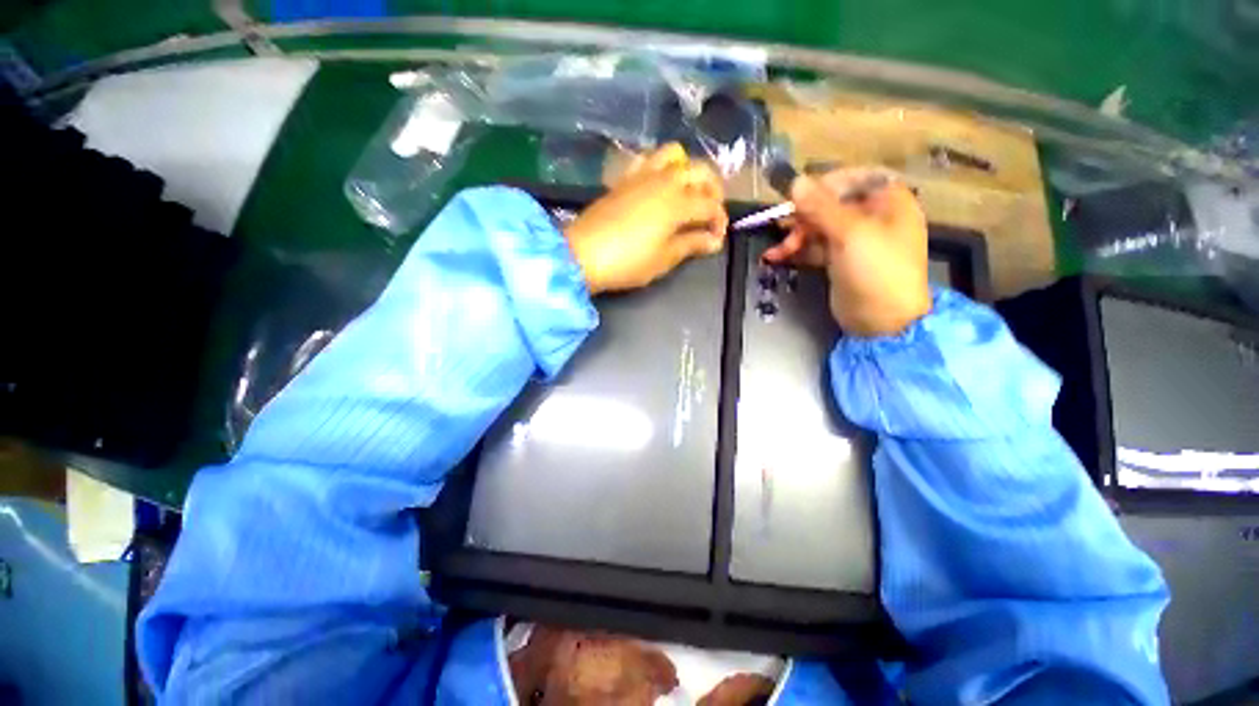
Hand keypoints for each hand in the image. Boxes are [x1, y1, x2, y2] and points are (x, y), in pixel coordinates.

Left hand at [565, 143, 727, 293]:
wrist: (583, 254)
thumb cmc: (628, 262)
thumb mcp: (664, 258)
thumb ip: (692, 244)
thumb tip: (714, 240)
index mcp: (678, 203)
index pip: (710, 205)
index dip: (719, 220)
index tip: (716, 238)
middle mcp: (664, 180)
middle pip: (700, 170)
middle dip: (713, 189)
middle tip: (710, 211)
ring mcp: (642, 175)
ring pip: (675, 155)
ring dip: (688, 170)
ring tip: (687, 192)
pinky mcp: (624, 178)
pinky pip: (647, 159)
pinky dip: (660, 166)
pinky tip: (658, 185)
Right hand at [763, 168, 930, 336]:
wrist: (883, 322)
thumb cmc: (877, 271)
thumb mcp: (850, 234)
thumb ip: (821, 207)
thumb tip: (794, 181)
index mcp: (887, 200)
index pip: (852, 178)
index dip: (824, 184)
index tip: (799, 197)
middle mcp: (872, 216)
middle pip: (831, 204)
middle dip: (804, 216)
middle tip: (784, 227)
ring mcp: (855, 240)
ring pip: (819, 227)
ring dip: (795, 236)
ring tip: (776, 251)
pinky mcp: (840, 260)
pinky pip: (815, 247)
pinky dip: (797, 251)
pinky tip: (775, 257)